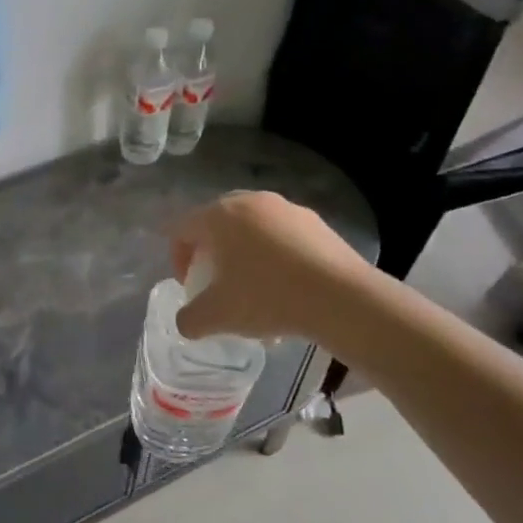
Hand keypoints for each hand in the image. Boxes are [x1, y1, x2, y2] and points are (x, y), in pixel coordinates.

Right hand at [170, 192, 373, 342]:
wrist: (343, 298)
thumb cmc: (268, 297)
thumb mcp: (217, 317)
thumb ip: (189, 319)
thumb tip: (187, 322)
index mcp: (218, 215)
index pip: (181, 230)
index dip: (178, 260)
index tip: (192, 288)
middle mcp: (250, 201)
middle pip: (217, 225)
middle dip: (213, 255)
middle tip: (220, 285)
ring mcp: (286, 208)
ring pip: (252, 231)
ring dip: (246, 257)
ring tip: (258, 292)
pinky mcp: (317, 222)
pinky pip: (283, 236)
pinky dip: (277, 257)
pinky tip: (289, 289)